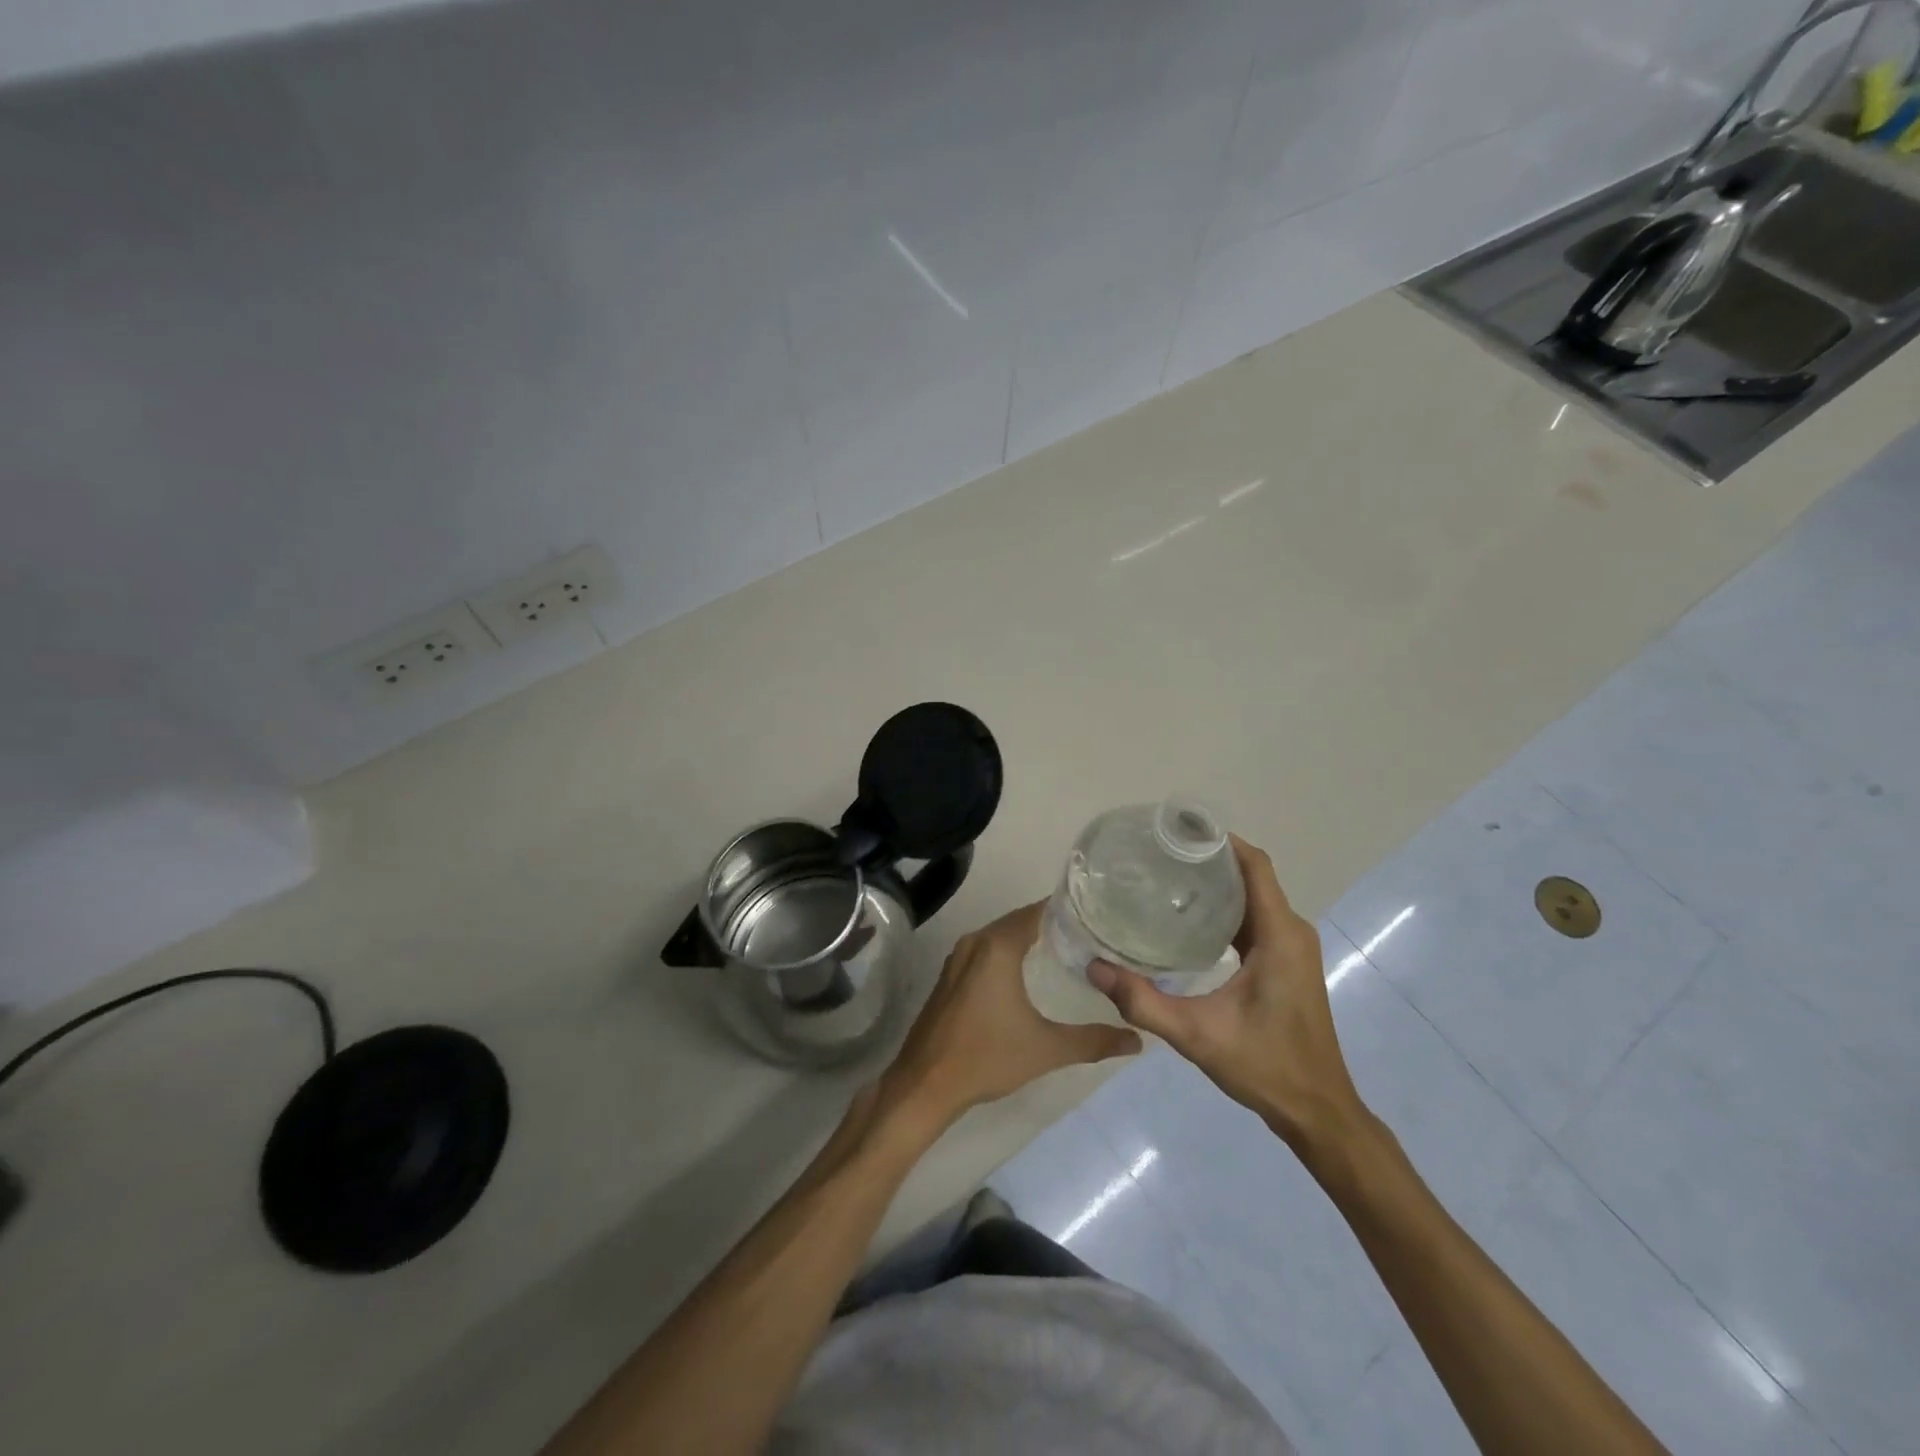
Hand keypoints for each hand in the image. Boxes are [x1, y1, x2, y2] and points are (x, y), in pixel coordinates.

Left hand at [880, 902, 1140, 1135]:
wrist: (925, 1083)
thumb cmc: (986, 1057)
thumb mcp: (1046, 1049)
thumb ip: (1093, 1041)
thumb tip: (1137, 1040)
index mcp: (997, 946)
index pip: (1038, 911)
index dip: (1067, 910)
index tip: (1097, 915)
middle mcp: (976, 941)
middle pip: (1019, 920)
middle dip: (1052, 924)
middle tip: (1090, 934)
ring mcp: (958, 957)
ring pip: (1001, 935)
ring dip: (1029, 937)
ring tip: (1068, 949)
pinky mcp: (950, 975)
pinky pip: (986, 950)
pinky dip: (1008, 952)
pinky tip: (1029, 971)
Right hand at [1087, 837, 1366, 1154]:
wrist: (1317, 1111)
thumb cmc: (1265, 1067)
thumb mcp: (1197, 1035)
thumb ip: (1143, 1002)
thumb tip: (1093, 968)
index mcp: (1279, 935)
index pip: (1254, 866)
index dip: (1220, 840)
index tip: (1177, 829)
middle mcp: (1290, 932)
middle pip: (1251, 876)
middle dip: (1207, 859)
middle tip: (1157, 854)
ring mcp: (1291, 947)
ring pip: (1253, 897)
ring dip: (1216, 884)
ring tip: (1165, 878)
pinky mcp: (1286, 962)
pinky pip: (1255, 919)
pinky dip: (1225, 909)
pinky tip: (1188, 919)